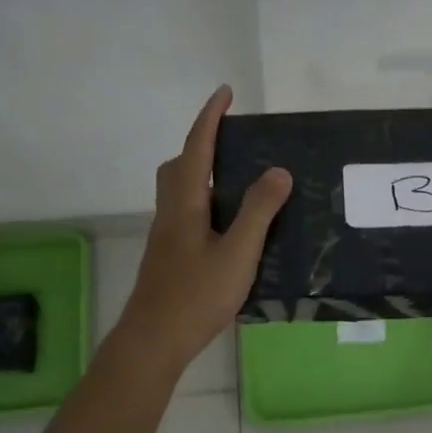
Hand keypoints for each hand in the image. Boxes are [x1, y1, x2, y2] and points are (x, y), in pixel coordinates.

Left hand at [117, 86, 291, 371]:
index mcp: (185, 203)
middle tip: (234, 143)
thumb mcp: (237, 253)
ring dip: (203, 174)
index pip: (197, 148)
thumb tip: (278, 171)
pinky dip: (206, 203)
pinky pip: (186, 213)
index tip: (225, 92)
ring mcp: (167, 236)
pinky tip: (230, 227)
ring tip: (240, 183)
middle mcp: (171, 212)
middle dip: (202, 145)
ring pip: (180, 191)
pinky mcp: (169, 256)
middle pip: (179, 166)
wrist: (153, 341)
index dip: (210, 117)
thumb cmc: (196, 295)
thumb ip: (258, 211)